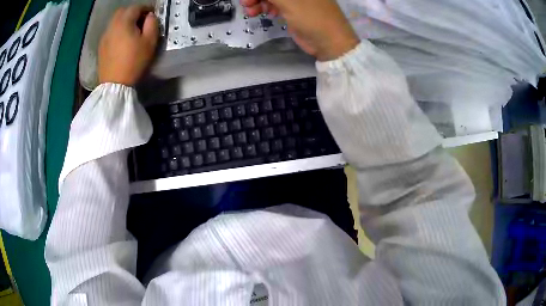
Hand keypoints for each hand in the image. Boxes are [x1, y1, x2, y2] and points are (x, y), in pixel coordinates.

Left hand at [99, 6, 158, 85]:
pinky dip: (117, 30)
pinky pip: (110, 32)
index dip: (146, 8)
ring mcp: (104, 37)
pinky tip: (122, 40)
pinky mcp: (101, 47)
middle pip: (122, 11)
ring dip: (124, 21)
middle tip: (141, 20)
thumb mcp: (150, 42)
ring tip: (131, 30)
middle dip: (133, 12)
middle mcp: (112, 26)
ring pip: (114, 21)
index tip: (152, 13)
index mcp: (124, 22)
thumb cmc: (134, 62)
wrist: (115, 84)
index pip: (136, 7)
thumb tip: (149, 16)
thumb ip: (152, 24)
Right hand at [241, 0, 358, 60]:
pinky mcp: (295, 10)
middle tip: (246, 4)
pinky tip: (267, 14)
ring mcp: (298, 0)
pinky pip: (278, 5)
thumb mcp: (289, 2)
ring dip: (260, 2)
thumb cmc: (312, 18)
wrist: (330, 43)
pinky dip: (269, 8)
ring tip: (251, 12)